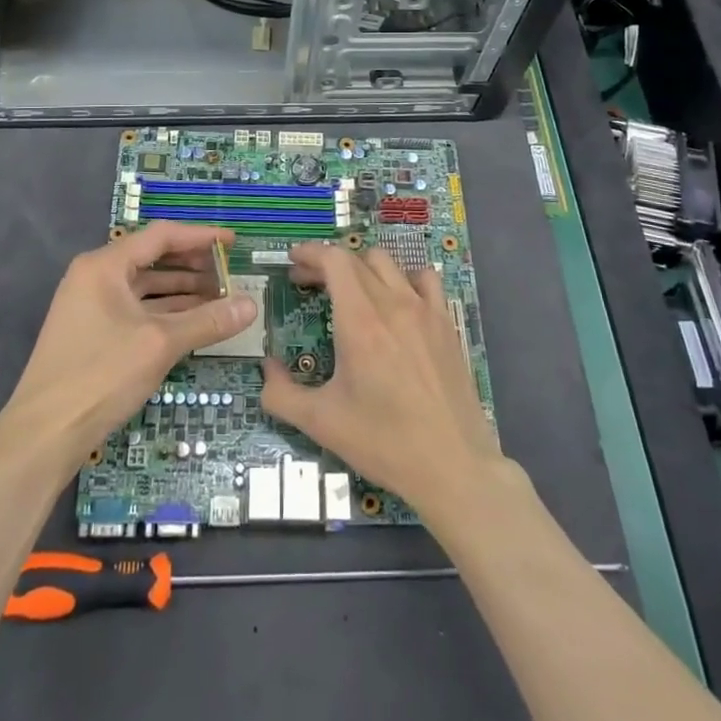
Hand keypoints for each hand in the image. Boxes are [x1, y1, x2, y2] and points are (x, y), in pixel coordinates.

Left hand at [0, 222, 256, 473]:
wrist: (43, 435)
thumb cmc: (101, 375)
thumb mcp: (160, 344)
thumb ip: (207, 321)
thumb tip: (251, 305)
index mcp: (105, 265)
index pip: (161, 236)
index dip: (201, 237)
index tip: (233, 243)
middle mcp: (95, 277)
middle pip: (152, 259)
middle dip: (194, 267)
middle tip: (231, 275)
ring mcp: (91, 306)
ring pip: (145, 288)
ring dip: (182, 292)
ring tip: (221, 300)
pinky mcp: (92, 333)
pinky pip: (136, 310)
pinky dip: (165, 313)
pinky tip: (193, 324)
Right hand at [261, 244, 504, 518]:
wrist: (453, 467)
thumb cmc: (384, 443)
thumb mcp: (321, 423)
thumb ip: (281, 393)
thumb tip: (267, 368)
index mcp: (360, 321)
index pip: (334, 261)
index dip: (310, 253)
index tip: (293, 261)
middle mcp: (393, 304)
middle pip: (356, 259)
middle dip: (327, 264)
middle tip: (309, 284)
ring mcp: (425, 310)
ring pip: (389, 263)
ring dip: (362, 268)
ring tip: (350, 291)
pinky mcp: (446, 324)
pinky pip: (425, 280)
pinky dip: (404, 279)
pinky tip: (396, 301)